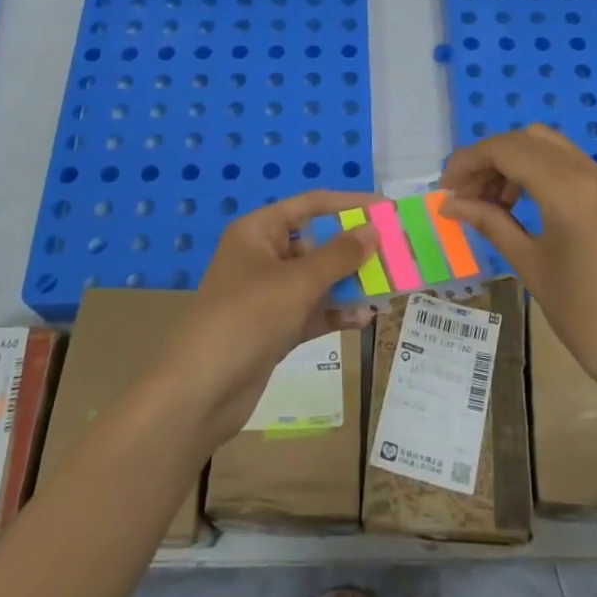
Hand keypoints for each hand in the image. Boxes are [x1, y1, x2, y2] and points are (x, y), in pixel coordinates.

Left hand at [163, 191, 379, 445]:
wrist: (200, 392)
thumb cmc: (246, 319)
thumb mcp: (297, 283)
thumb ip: (339, 255)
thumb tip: (373, 229)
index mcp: (258, 232)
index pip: (310, 205)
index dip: (348, 204)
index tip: (387, 208)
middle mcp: (262, 257)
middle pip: (316, 243)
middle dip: (354, 250)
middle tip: (396, 253)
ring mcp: (267, 295)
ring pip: (317, 280)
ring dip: (350, 284)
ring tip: (390, 287)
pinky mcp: (273, 328)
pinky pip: (312, 311)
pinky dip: (336, 313)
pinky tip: (365, 319)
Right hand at [440, 126, 596, 403]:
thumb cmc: (584, 314)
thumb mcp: (529, 265)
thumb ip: (490, 223)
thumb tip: (450, 203)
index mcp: (568, 189)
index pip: (507, 150)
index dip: (469, 161)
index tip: (445, 188)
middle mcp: (590, 171)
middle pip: (526, 139)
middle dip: (489, 159)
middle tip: (463, 194)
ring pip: (547, 147)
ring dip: (511, 163)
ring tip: (486, 203)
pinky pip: (565, 164)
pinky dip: (535, 172)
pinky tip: (517, 205)